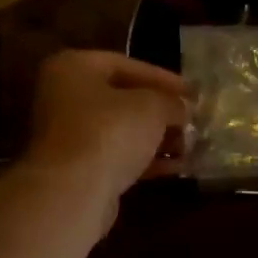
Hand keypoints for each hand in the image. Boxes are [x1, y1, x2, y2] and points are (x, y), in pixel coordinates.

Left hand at [25, 49, 188, 213]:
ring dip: (157, 138)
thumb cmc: (110, 132)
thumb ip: (171, 102)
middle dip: (161, 112)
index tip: (193, 93)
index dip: (164, 78)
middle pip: (123, 99)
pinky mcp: (77, 169)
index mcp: (73, 68)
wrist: (73, 191)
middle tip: (192, 120)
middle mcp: (64, 97)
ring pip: (121, 131)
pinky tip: (177, 167)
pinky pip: (117, 156)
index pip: (126, 65)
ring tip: (191, 146)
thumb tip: (183, 108)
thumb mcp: (152, 106)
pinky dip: (145, 160)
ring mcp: (68, 136)